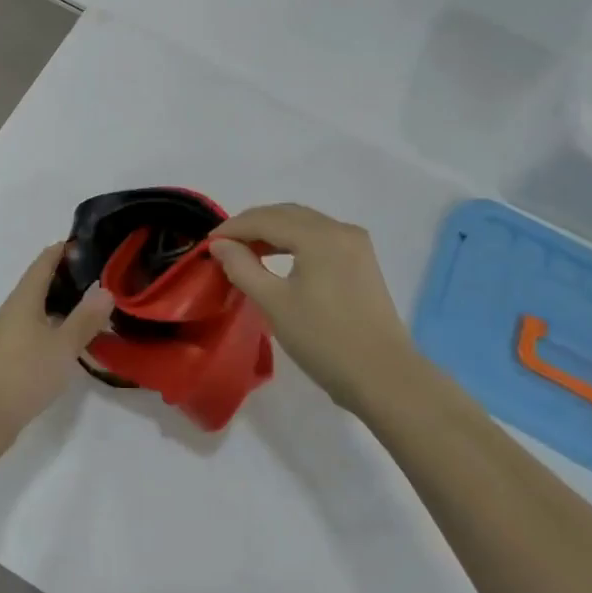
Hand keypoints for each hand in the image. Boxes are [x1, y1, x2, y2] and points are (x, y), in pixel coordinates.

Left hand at [0, 243, 113, 463]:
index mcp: (24, 298)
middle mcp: (13, 310)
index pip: (44, 262)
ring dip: (61, 305)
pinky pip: (34, 331)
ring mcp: (7, 335)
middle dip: (67, 277)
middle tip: (101, 277)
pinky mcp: (7, 358)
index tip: (90, 243)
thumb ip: (84, 319)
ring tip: (91, 308)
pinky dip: (54, 328)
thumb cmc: (22, 373)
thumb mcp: (62, 346)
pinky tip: (69, 342)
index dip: (64, 249)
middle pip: (40, 284)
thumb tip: (105, 290)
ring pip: (37, 309)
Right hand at [210, 203, 413, 414]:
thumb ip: (242, 267)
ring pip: (304, 223)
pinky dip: (294, 241)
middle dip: (252, 224)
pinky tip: (278, 258)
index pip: (266, 219)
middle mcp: (340, 230)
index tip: (207, 243)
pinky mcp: (362, 261)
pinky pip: (320, 237)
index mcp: (319, 236)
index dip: (233, 228)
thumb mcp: (274, 304)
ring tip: (246, 251)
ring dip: (273, 231)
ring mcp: (356, 244)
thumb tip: (220, 244)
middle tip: (223, 245)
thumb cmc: (325, 340)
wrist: (384, 378)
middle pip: (286, 214)